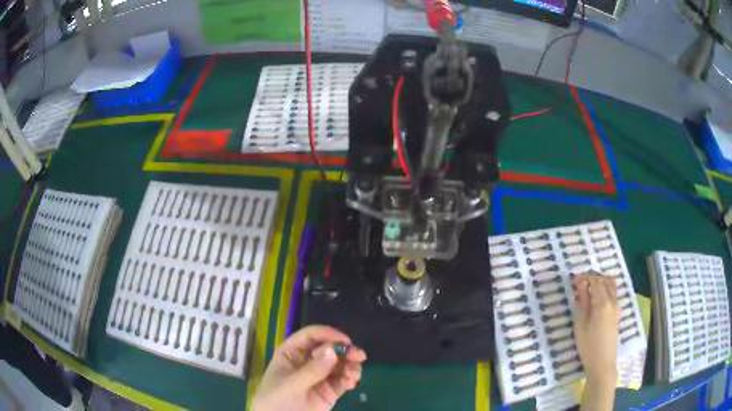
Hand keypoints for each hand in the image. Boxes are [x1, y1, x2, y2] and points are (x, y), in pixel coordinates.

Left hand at [252, 325, 366, 410]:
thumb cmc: (276, 399)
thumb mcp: (291, 385)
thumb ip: (312, 370)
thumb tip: (332, 350)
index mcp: (292, 353)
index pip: (310, 336)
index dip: (327, 334)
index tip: (345, 341)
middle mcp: (307, 361)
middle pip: (329, 348)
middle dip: (345, 351)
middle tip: (359, 356)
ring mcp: (319, 376)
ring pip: (340, 364)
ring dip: (350, 366)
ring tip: (354, 375)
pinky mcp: (329, 391)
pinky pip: (343, 380)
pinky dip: (350, 379)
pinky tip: (351, 384)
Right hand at [572, 273, 618, 383]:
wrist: (602, 363)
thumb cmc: (588, 347)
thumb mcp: (580, 326)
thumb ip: (582, 303)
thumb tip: (580, 286)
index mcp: (602, 303)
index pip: (595, 280)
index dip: (584, 277)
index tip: (573, 281)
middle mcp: (612, 301)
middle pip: (605, 279)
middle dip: (592, 277)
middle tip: (579, 284)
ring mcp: (616, 306)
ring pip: (611, 284)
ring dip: (600, 282)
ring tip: (587, 290)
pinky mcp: (617, 312)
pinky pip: (613, 293)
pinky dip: (605, 289)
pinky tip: (595, 299)